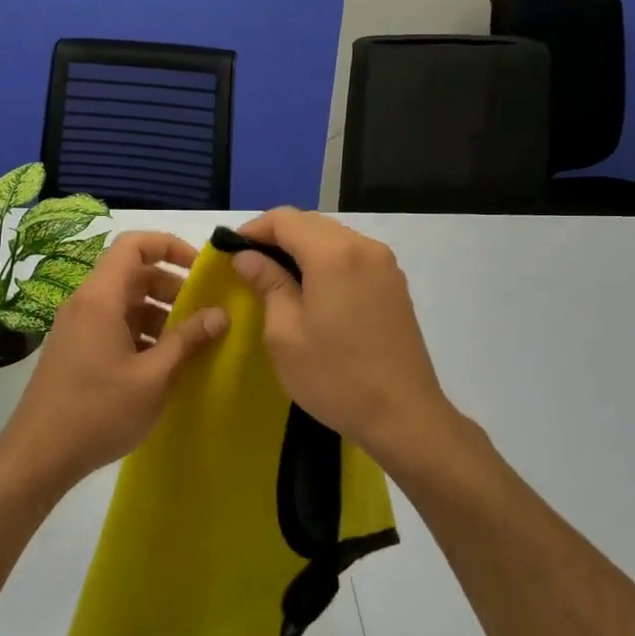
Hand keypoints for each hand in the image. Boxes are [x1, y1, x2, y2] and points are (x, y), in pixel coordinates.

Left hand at [0, 231, 227, 487]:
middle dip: (171, 286)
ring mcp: (77, 328)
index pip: (134, 245)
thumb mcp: (153, 377)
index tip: (202, 269)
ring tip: (189, 343)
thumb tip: (220, 314)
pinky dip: (141, 333)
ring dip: (158, 313)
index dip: (170, 246)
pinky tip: (162, 363)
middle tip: (203, 312)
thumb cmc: (99, 411)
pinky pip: (113, 326)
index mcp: (100, 298)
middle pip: (132, 273)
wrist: (39, 455)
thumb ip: (187, 340)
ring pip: (124, 303)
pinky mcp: (75, 350)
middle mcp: (85, 303)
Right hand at [230, 208, 460, 466]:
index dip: (253, 229)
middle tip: (249, 267)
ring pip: (333, 238)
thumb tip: (247, 256)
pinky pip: (353, 257)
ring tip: (276, 279)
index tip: (231, 252)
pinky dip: (326, 262)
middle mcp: (363, 248)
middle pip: (311, 223)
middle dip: (277, 237)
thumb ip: (267, 284)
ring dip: (302, 249)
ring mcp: (385, 265)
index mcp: (333, 254)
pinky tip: (312, 291)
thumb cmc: (335, 377)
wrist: (403, 416)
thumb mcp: (285, 333)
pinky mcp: (395, 285)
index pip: (285, 219)